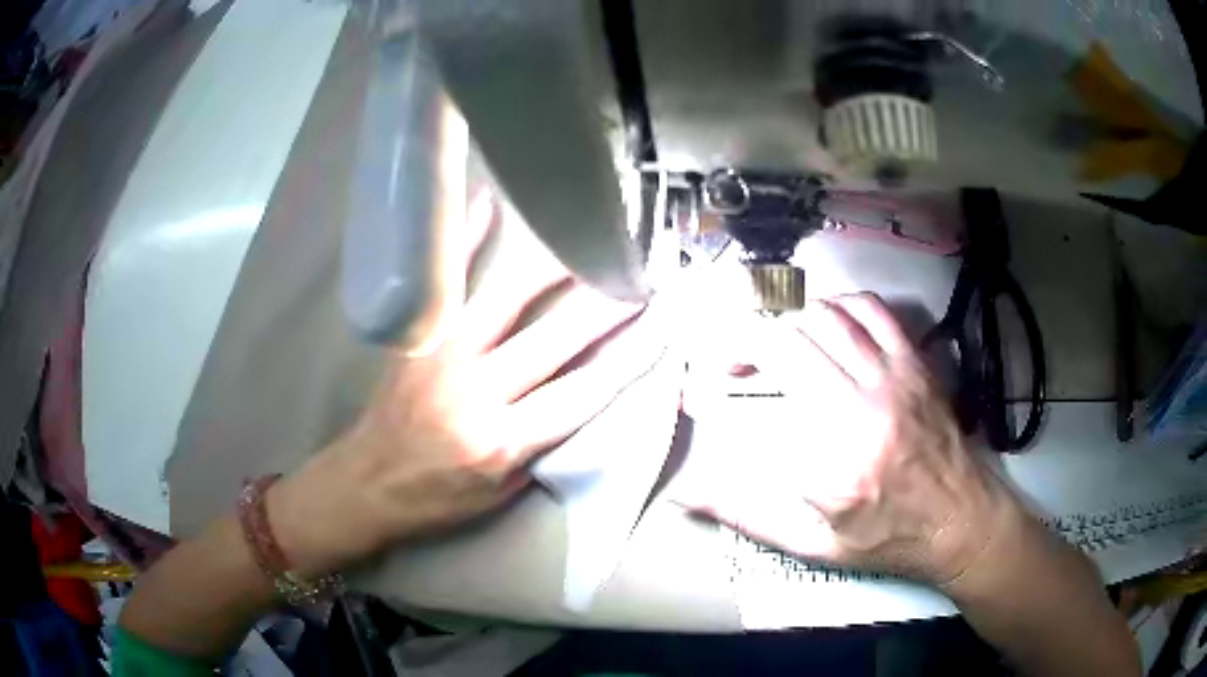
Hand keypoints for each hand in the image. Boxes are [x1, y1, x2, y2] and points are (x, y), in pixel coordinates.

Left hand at [268, 192, 650, 576]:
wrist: (367, 483)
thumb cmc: (438, 497)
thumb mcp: (503, 493)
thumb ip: (544, 443)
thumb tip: (586, 390)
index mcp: (501, 442)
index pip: (583, 393)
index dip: (629, 356)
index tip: (662, 323)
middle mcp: (474, 393)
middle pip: (553, 339)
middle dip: (604, 304)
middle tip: (638, 271)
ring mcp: (439, 357)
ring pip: (504, 298)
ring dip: (550, 264)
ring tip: (585, 235)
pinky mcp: (414, 338)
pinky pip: (443, 281)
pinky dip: (465, 239)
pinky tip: (489, 202)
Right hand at [683, 293, 1020, 585]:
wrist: (961, 521)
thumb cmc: (887, 539)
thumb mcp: (812, 546)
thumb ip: (748, 515)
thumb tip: (685, 494)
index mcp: (830, 467)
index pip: (757, 401)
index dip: (722, 380)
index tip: (708, 386)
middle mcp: (860, 412)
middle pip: (789, 343)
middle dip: (749, 341)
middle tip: (739, 363)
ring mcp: (893, 380)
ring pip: (826, 318)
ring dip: (790, 322)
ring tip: (779, 343)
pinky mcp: (914, 364)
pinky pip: (871, 310)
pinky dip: (839, 304)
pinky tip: (827, 322)